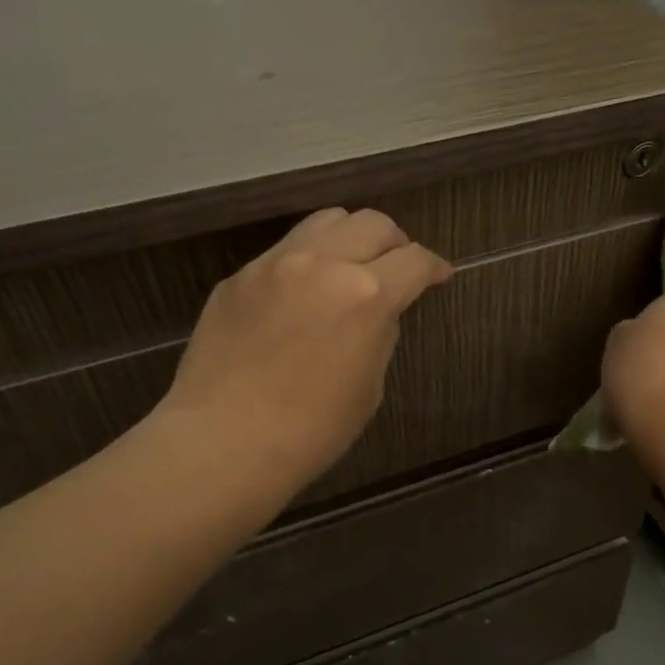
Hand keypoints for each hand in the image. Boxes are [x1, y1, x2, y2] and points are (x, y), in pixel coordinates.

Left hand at [154, 208, 452, 495]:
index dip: (435, 268)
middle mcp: (323, 264)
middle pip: (373, 224)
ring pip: (326, 222)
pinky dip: (307, 261)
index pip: (415, 261)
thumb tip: (376, 313)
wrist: (224, 442)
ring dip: (350, 239)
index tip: (439, 276)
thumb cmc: (311, 431)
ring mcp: (274, 264)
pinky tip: (301, 295)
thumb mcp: (368, 387)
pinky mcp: (238, 277)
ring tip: (350, 267)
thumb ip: (379, 335)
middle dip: (396, 243)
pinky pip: (284, 251)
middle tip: (397, 269)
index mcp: (366, 295)